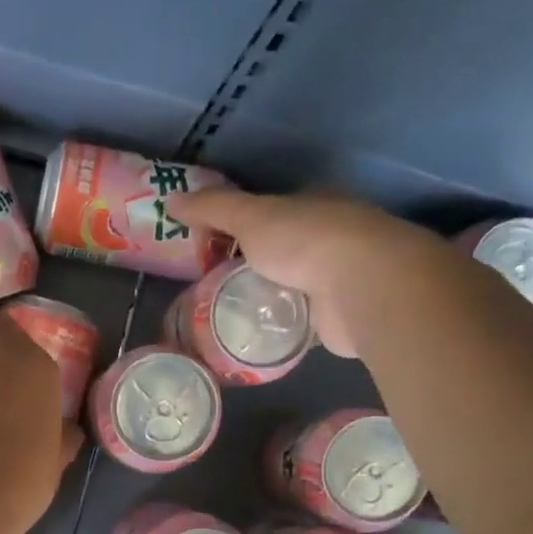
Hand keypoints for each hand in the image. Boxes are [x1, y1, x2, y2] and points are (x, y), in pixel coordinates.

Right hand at [174, 189, 422, 358]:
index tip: (210, 243)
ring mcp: (338, 277)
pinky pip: (299, 318)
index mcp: (315, 204)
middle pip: (282, 248)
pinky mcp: (337, 315)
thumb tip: (171, 200)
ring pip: (292, 284)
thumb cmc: (306, 240)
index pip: (273, 210)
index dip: (242, 223)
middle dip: (252, 263)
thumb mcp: (251, 218)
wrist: (360, 287)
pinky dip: (280, 323)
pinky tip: (254, 333)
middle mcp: (331, 236)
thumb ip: (213, 209)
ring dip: (267, 295)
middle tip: (209, 282)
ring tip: (224, 312)